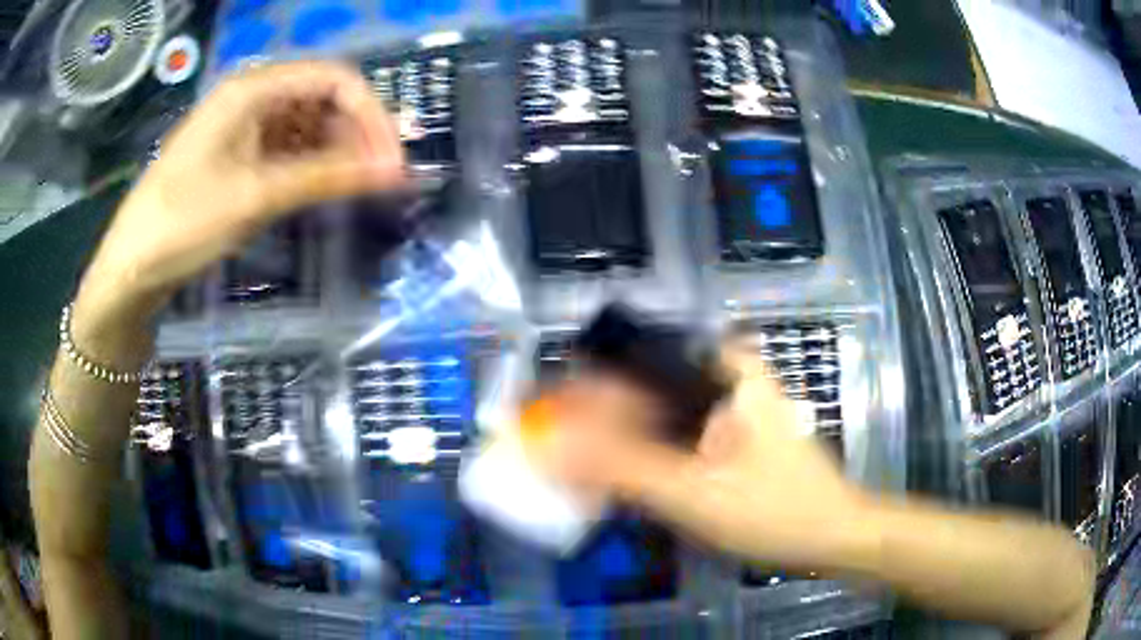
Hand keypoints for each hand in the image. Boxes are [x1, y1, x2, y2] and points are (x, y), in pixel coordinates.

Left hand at [74, 60, 404, 334]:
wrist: (131, 268)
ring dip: (337, 152)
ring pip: (308, 125)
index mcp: (253, 88)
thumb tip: (394, 171)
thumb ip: (326, 177)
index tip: (392, 162)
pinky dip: (311, 166)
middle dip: (358, 134)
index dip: (371, 115)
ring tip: (359, 188)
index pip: (335, 80)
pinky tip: (324, 189)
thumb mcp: (256, 196)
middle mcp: (252, 96)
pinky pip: (287, 149)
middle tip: (382, 180)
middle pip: (324, 98)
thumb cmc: (183, 223)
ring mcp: (243, 126)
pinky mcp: (237, 155)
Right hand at [538, 348, 871, 569]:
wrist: (833, 536)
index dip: (576, 394)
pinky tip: (617, 483)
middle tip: (551, 457)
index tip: (538, 425)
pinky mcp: (726, 432)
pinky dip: (639, 457)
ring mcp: (725, 404)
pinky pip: (669, 435)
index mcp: (720, 368)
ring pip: (650, 415)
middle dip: (590, 425)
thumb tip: (547, 445)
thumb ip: (619, 467)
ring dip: (612, 444)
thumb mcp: (694, 493)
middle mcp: (721, 374)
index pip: (626, 363)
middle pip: (635, 389)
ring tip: (574, 473)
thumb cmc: (776, 511)